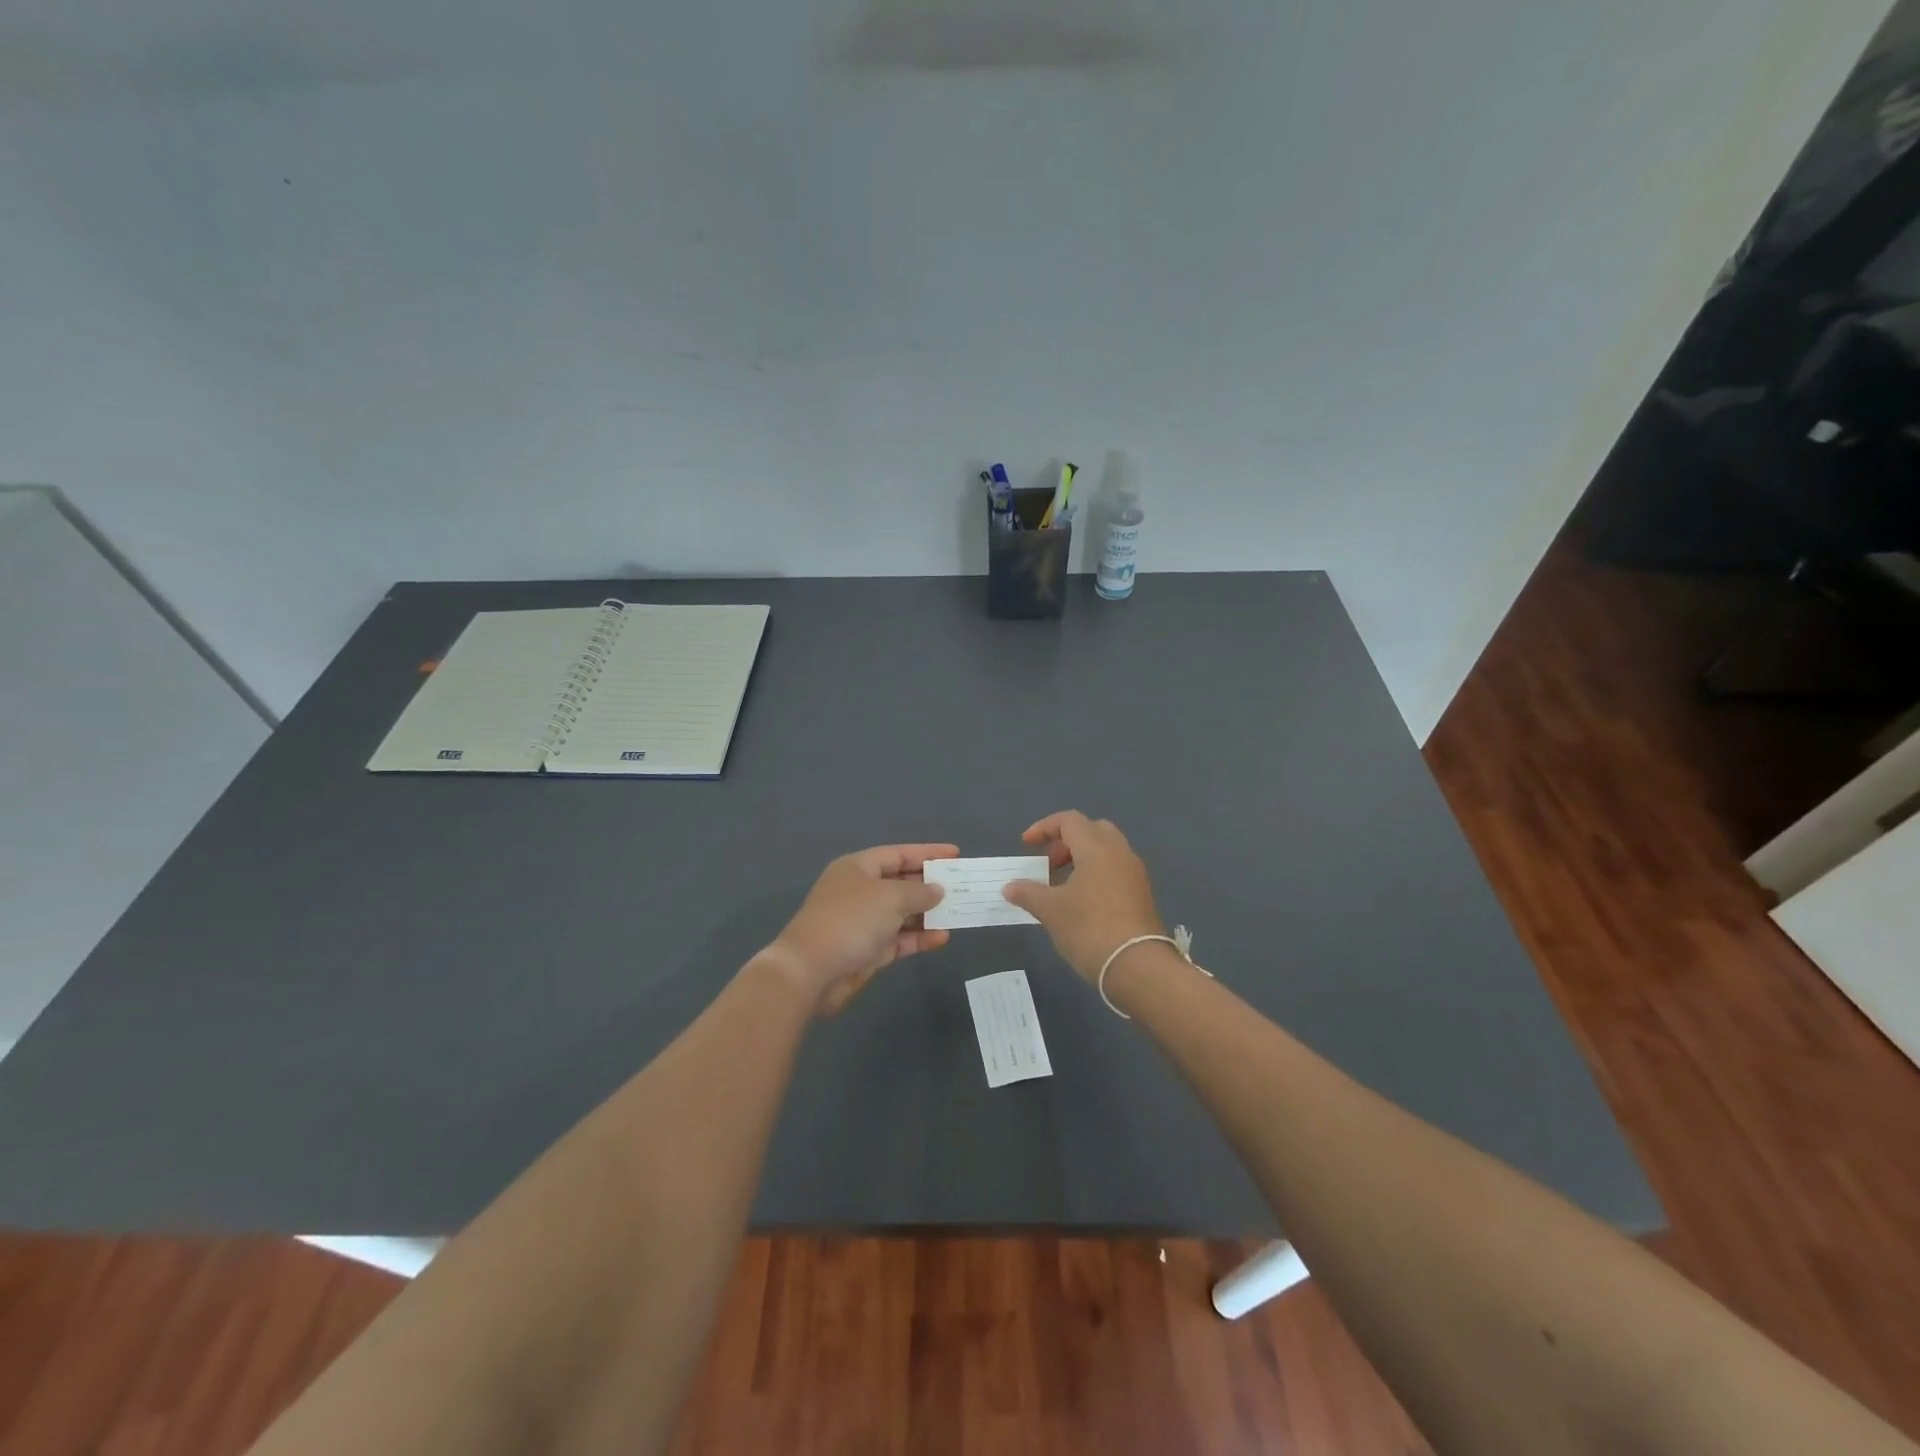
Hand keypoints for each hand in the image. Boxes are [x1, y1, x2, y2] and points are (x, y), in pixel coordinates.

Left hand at [765, 843, 957, 1013]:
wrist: (811, 971)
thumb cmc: (851, 921)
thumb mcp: (891, 898)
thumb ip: (919, 892)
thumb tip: (937, 890)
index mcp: (858, 868)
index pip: (898, 854)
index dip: (927, 853)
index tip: (955, 854)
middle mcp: (860, 891)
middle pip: (901, 882)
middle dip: (930, 885)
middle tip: (962, 886)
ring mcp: (863, 922)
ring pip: (902, 913)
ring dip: (928, 914)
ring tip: (959, 912)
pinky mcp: (867, 951)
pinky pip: (899, 939)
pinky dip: (918, 937)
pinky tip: (942, 937)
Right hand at [1002, 811, 1164, 982]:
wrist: (1138, 967)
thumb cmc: (1089, 929)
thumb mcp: (1051, 911)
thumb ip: (1028, 893)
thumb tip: (1009, 887)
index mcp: (1097, 848)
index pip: (1069, 820)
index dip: (1044, 827)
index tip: (1026, 845)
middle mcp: (1120, 853)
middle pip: (1092, 830)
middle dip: (1066, 841)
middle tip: (1049, 864)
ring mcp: (1135, 874)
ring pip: (1107, 850)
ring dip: (1082, 859)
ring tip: (1062, 886)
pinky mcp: (1142, 894)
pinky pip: (1116, 870)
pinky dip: (1096, 874)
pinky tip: (1082, 902)